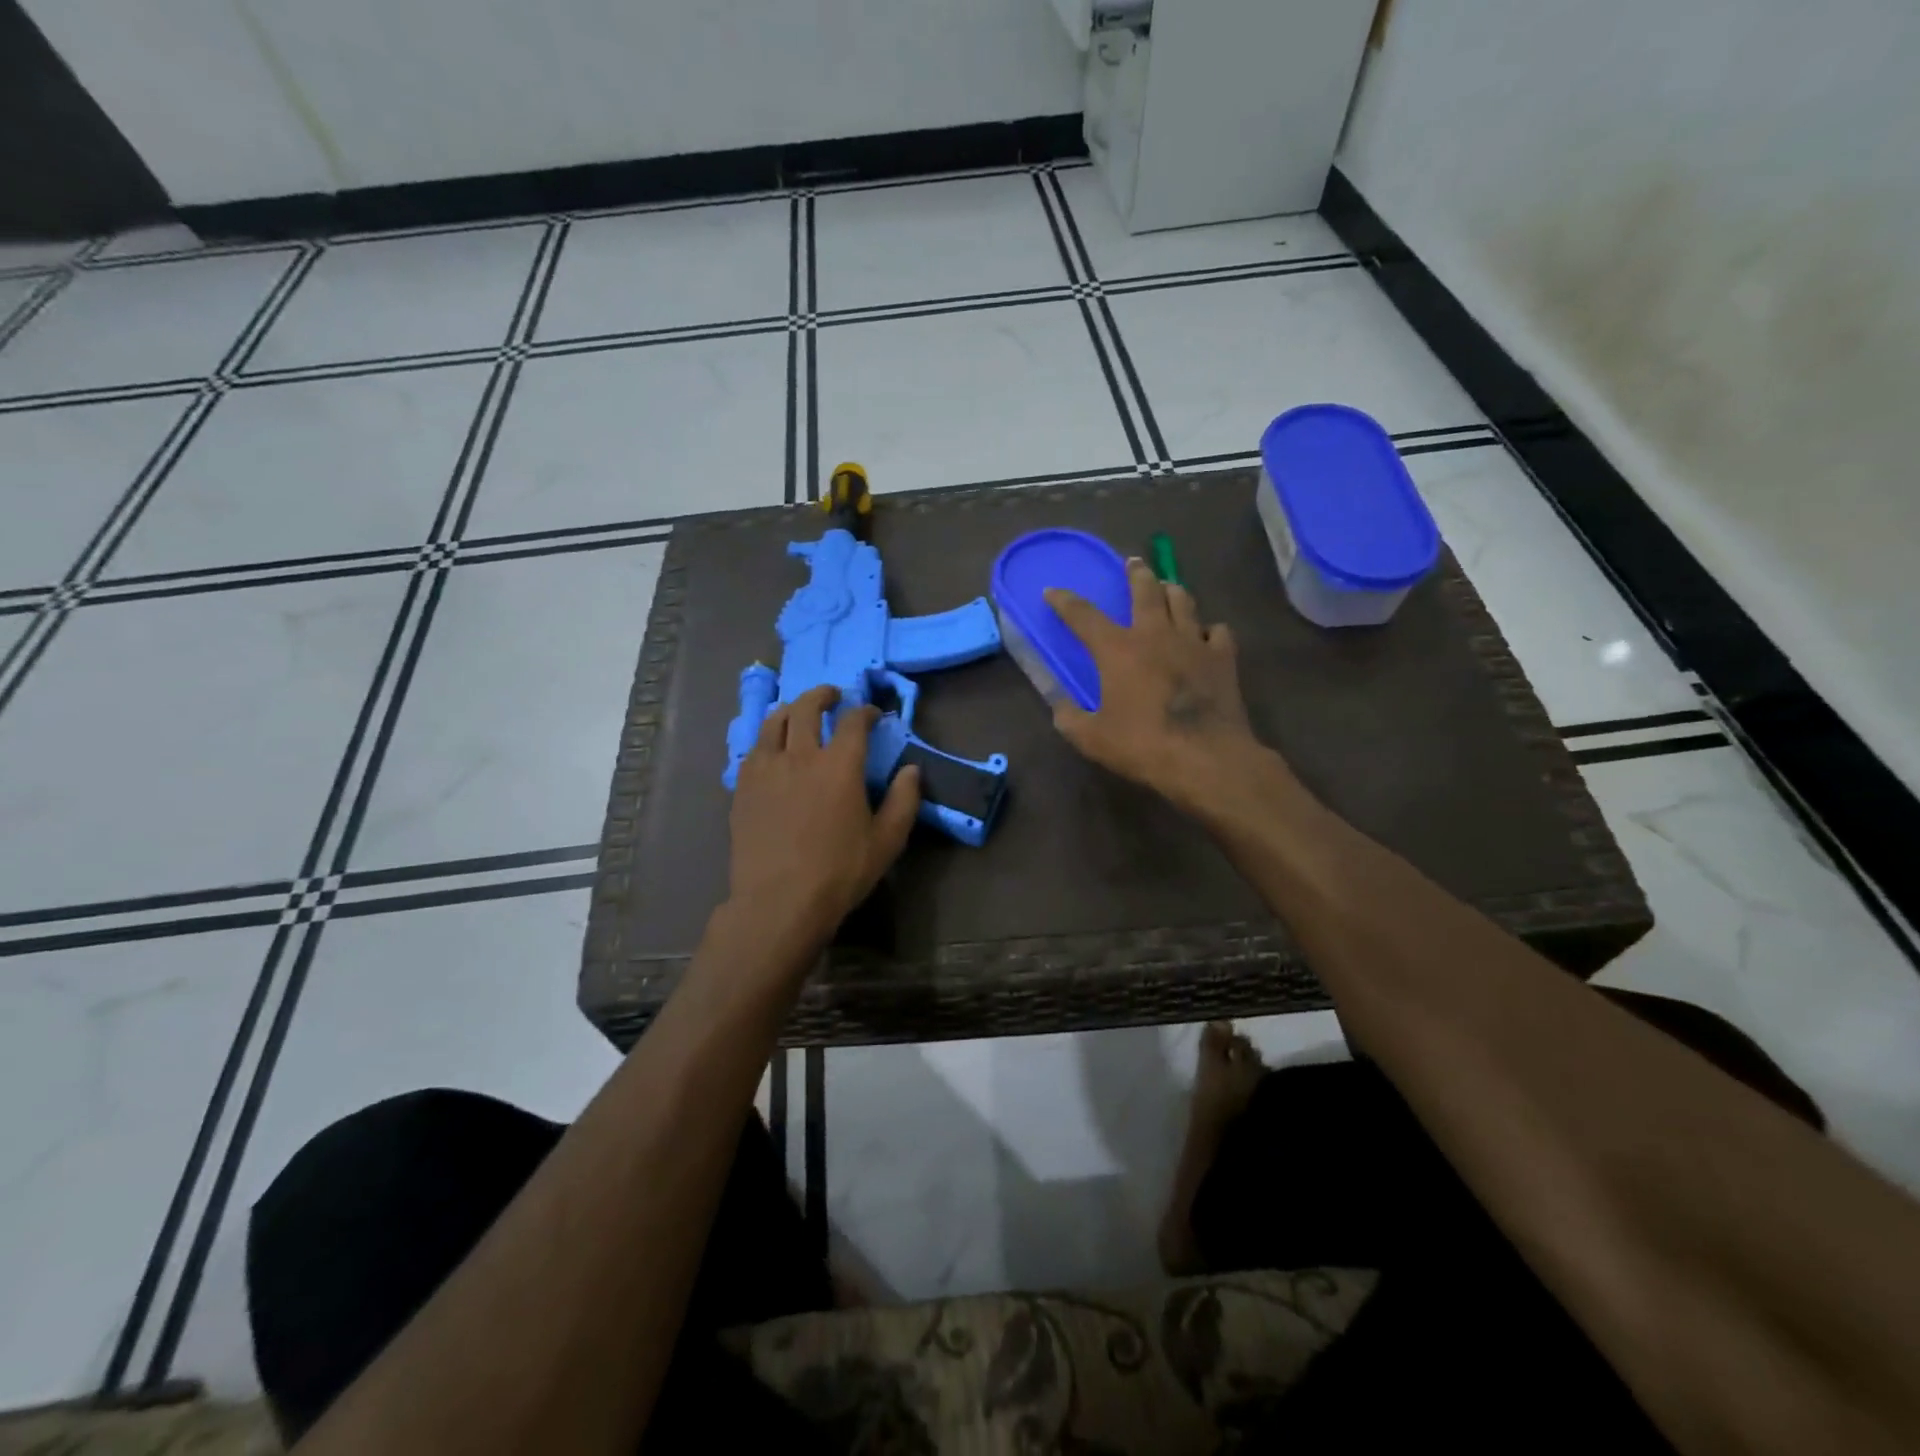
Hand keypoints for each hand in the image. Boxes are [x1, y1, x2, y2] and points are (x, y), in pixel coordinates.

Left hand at [725, 684, 920, 951]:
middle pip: (807, 708)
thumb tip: (911, 770)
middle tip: (832, 696)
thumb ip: (904, 801)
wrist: (779, 902)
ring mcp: (766, 769)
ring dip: (789, 710)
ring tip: (796, 713)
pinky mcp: (742, 787)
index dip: (865, 711)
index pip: (853, 722)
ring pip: (773, 722)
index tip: (872, 714)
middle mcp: (801, 756)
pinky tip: (771, 749)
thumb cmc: (839, 872)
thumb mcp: (887, 841)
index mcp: (840, 765)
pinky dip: (767, 739)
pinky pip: (753, 749)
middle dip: (822, 696)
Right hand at [1045, 559, 1264, 812]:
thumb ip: (1069, 718)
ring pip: (1183, 601)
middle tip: (1132, 563)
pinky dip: (1208, 628)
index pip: (1084, 615)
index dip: (1065, 601)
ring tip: (1167, 587)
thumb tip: (1059, 706)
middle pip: (1145, 590)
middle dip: (1135, 573)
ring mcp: (1194, 642)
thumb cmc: (1143, 745)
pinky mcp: (1223, 658)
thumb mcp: (1091, 738)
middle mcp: (1155, 634)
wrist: (1206, 758)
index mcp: (1118, 650)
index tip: (1052, 591)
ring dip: (1171, 590)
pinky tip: (1205, 635)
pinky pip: (1217, 631)